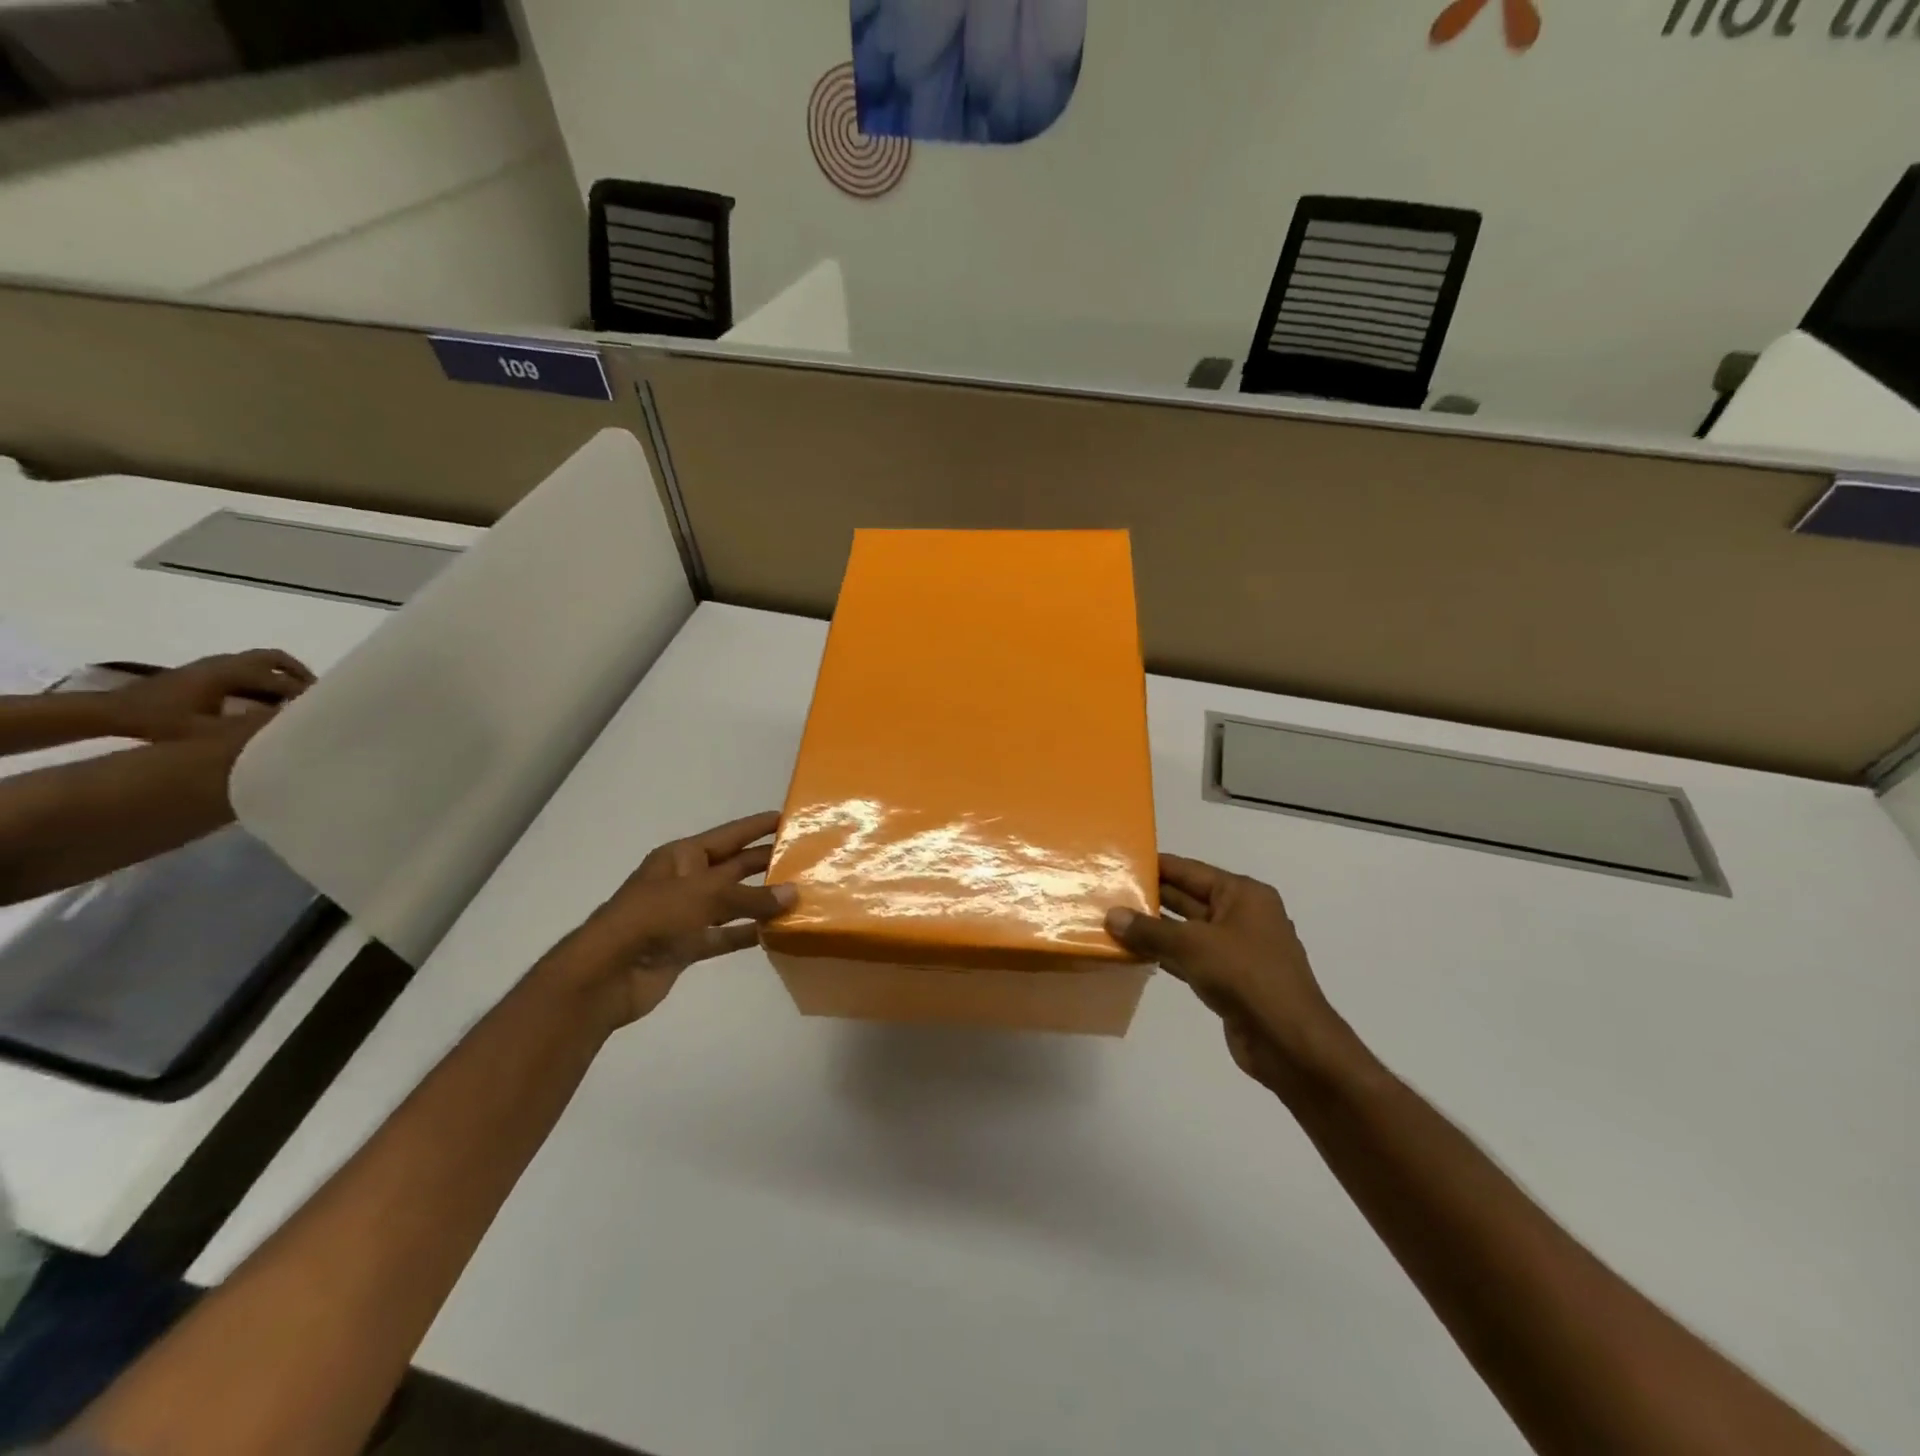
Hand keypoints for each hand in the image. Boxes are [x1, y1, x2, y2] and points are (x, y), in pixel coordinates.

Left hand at [98, 651, 314, 740]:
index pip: (280, 681)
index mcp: (229, 673)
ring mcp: (213, 665)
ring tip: (295, 699)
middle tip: (317, 696)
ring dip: (282, 676)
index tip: (324, 709)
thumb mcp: (207, 732)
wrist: (108, 712)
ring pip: (261, 662)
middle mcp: (225, 663)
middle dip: (300, 675)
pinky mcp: (204, 672)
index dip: (304, 695)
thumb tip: (290, 726)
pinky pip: (247, 668)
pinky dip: (264, 679)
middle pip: (275, 659)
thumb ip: (250, 727)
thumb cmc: (158, 722)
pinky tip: (264, 701)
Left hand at [560, 811, 794, 1027]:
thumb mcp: (705, 896)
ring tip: (801, 895)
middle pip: (734, 867)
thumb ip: (751, 897)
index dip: (758, 826)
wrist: (607, 973)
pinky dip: (749, 934)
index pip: (730, 835)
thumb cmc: (653, 917)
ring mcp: (687, 915)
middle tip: (807, 858)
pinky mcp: (688, 945)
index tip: (790, 819)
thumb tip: (794, 894)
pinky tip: (778, 932)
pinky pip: (726, 935)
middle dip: (767, 863)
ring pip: (734, 903)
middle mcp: (687, 881)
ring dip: (763, 901)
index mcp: (683, 856)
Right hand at [1106, 855, 1356, 1093]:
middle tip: (1108, 892)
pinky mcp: (1230, 980)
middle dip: (1150, 897)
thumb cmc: (1246, 976)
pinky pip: (1191, 958)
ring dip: (1154, 929)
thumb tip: (1111, 916)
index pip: (1190, 870)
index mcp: (1243, 895)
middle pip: (1188, 898)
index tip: (1121, 861)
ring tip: (1113, 922)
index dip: (1156, 865)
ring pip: (1187, 931)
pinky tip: (1134, 954)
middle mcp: (1242, 915)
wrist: (1290, 1042)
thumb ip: (1150, 930)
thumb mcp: (1193, 945)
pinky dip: (1165, 955)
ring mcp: (1237, 949)